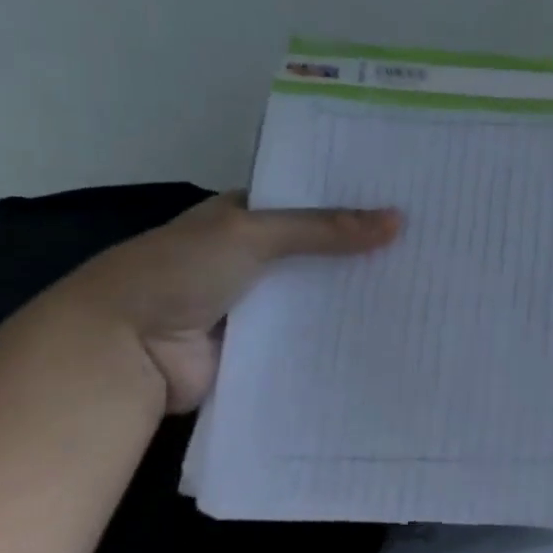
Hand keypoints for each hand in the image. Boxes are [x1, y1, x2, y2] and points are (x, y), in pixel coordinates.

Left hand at [48, 193, 402, 412]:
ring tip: (422, 288)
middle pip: (320, 251)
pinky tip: (389, 329)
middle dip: (365, 250)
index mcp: (242, 218)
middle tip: (430, 247)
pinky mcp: (265, 346)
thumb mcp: (250, 234)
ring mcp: (259, 303)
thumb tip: (397, 220)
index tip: (408, 202)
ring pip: (320, 293)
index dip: (353, 202)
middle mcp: (253, 257)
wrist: (122, 350)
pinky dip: (341, 333)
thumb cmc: (177, 273)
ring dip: (357, 294)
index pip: (309, 202)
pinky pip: (312, 334)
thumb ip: (323, 229)